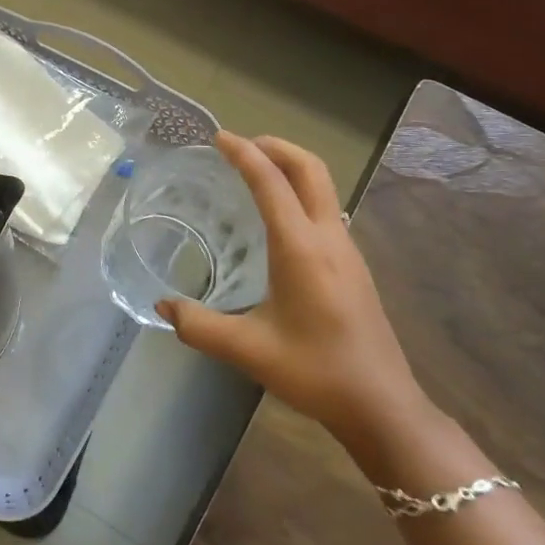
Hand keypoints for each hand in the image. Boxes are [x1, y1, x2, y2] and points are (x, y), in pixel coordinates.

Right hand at [161, 132, 428, 449]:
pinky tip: (278, 217)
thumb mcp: (248, 350)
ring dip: (290, 167)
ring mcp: (346, 250)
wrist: (383, 406)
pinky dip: (299, 191)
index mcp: (301, 248)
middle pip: (310, 169)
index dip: (244, 154)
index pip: (271, 183)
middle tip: (240, 145)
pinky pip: (324, 208)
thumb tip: (161, 306)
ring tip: (254, 172)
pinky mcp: (353, 265)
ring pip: (322, 186)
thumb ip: (198, 326)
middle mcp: (327, 238)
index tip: (218, 138)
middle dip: (275, 147)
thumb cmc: (316, 372)